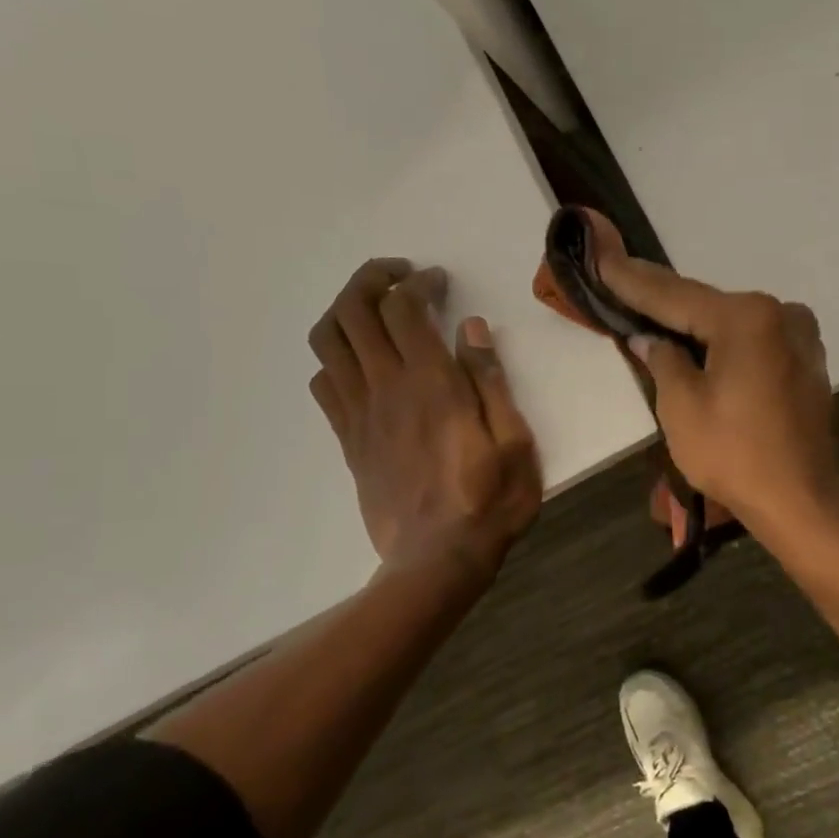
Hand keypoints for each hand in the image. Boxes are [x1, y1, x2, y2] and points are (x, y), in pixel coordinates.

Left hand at [309, 259, 540, 573]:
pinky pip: (323, 383)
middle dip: (371, 279)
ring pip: (328, 341)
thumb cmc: (490, 500)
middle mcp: (386, 388)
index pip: (405, 308)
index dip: (417, 283)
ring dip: (345, 310)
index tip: (438, 282)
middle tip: (400, 277)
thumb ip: (491, 381)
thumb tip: (472, 329)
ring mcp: (360, 414)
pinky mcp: (348, 439)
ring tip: (374, 310)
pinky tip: (362, 363)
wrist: (438, 560)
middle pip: (354, 310)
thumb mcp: (515, 441)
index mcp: (432, 384)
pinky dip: (335, 358)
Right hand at [594, 255, 838, 533]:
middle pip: (706, 306)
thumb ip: (662, 360)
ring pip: (731, 324)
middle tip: (620, 285)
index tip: (601, 259)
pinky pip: (753, 343)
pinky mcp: (806, 363)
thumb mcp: (681, 407)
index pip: (675, 295)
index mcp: (747, 317)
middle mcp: (780, 314)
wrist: (801, 502)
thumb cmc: (735, 455)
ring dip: (695, 326)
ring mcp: (800, 337)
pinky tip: (699, 348)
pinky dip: (724, 344)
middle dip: (663, 303)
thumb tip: (651, 339)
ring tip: (652, 317)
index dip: (632, 281)